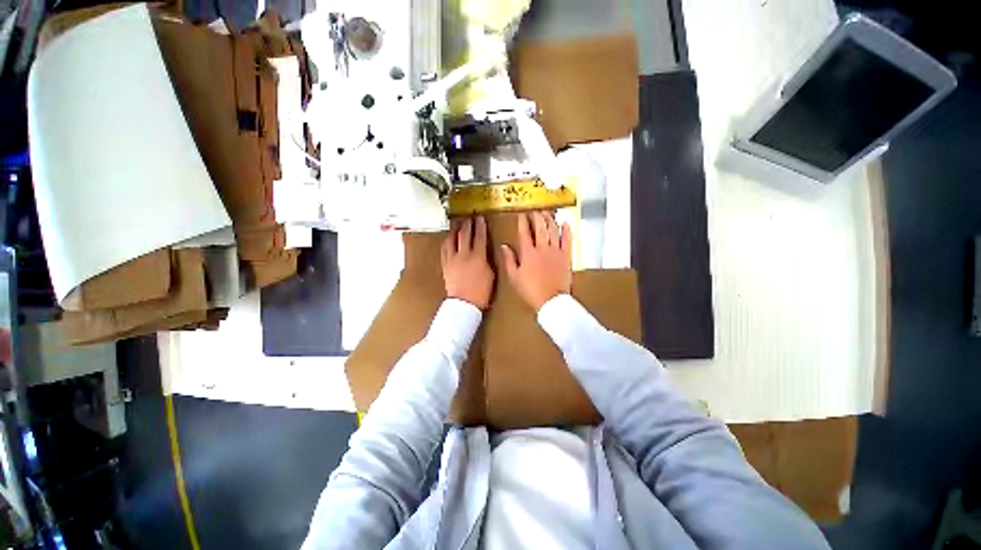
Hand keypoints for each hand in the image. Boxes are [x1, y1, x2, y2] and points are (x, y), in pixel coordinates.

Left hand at [442, 216, 494, 309]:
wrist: (464, 303)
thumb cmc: (481, 292)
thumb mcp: (490, 274)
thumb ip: (486, 260)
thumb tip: (484, 252)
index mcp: (478, 256)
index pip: (480, 236)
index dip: (480, 226)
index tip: (480, 218)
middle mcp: (464, 254)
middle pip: (465, 234)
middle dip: (468, 224)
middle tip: (469, 217)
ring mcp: (452, 259)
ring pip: (452, 239)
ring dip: (455, 230)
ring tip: (457, 224)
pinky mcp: (445, 265)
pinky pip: (444, 249)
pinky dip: (447, 242)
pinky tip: (448, 239)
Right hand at [501, 211, 571, 311]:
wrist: (551, 301)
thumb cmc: (530, 291)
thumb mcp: (514, 277)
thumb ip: (509, 260)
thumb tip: (504, 245)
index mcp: (528, 253)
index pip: (524, 232)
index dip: (522, 221)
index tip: (521, 214)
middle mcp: (542, 248)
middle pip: (539, 227)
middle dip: (536, 216)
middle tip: (534, 210)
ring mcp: (555, 251)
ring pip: (553, 230)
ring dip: (549, 219)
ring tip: (547, 212)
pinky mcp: (566, 256)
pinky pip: (567, 240)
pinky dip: (566, 230)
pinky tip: (565, 222)